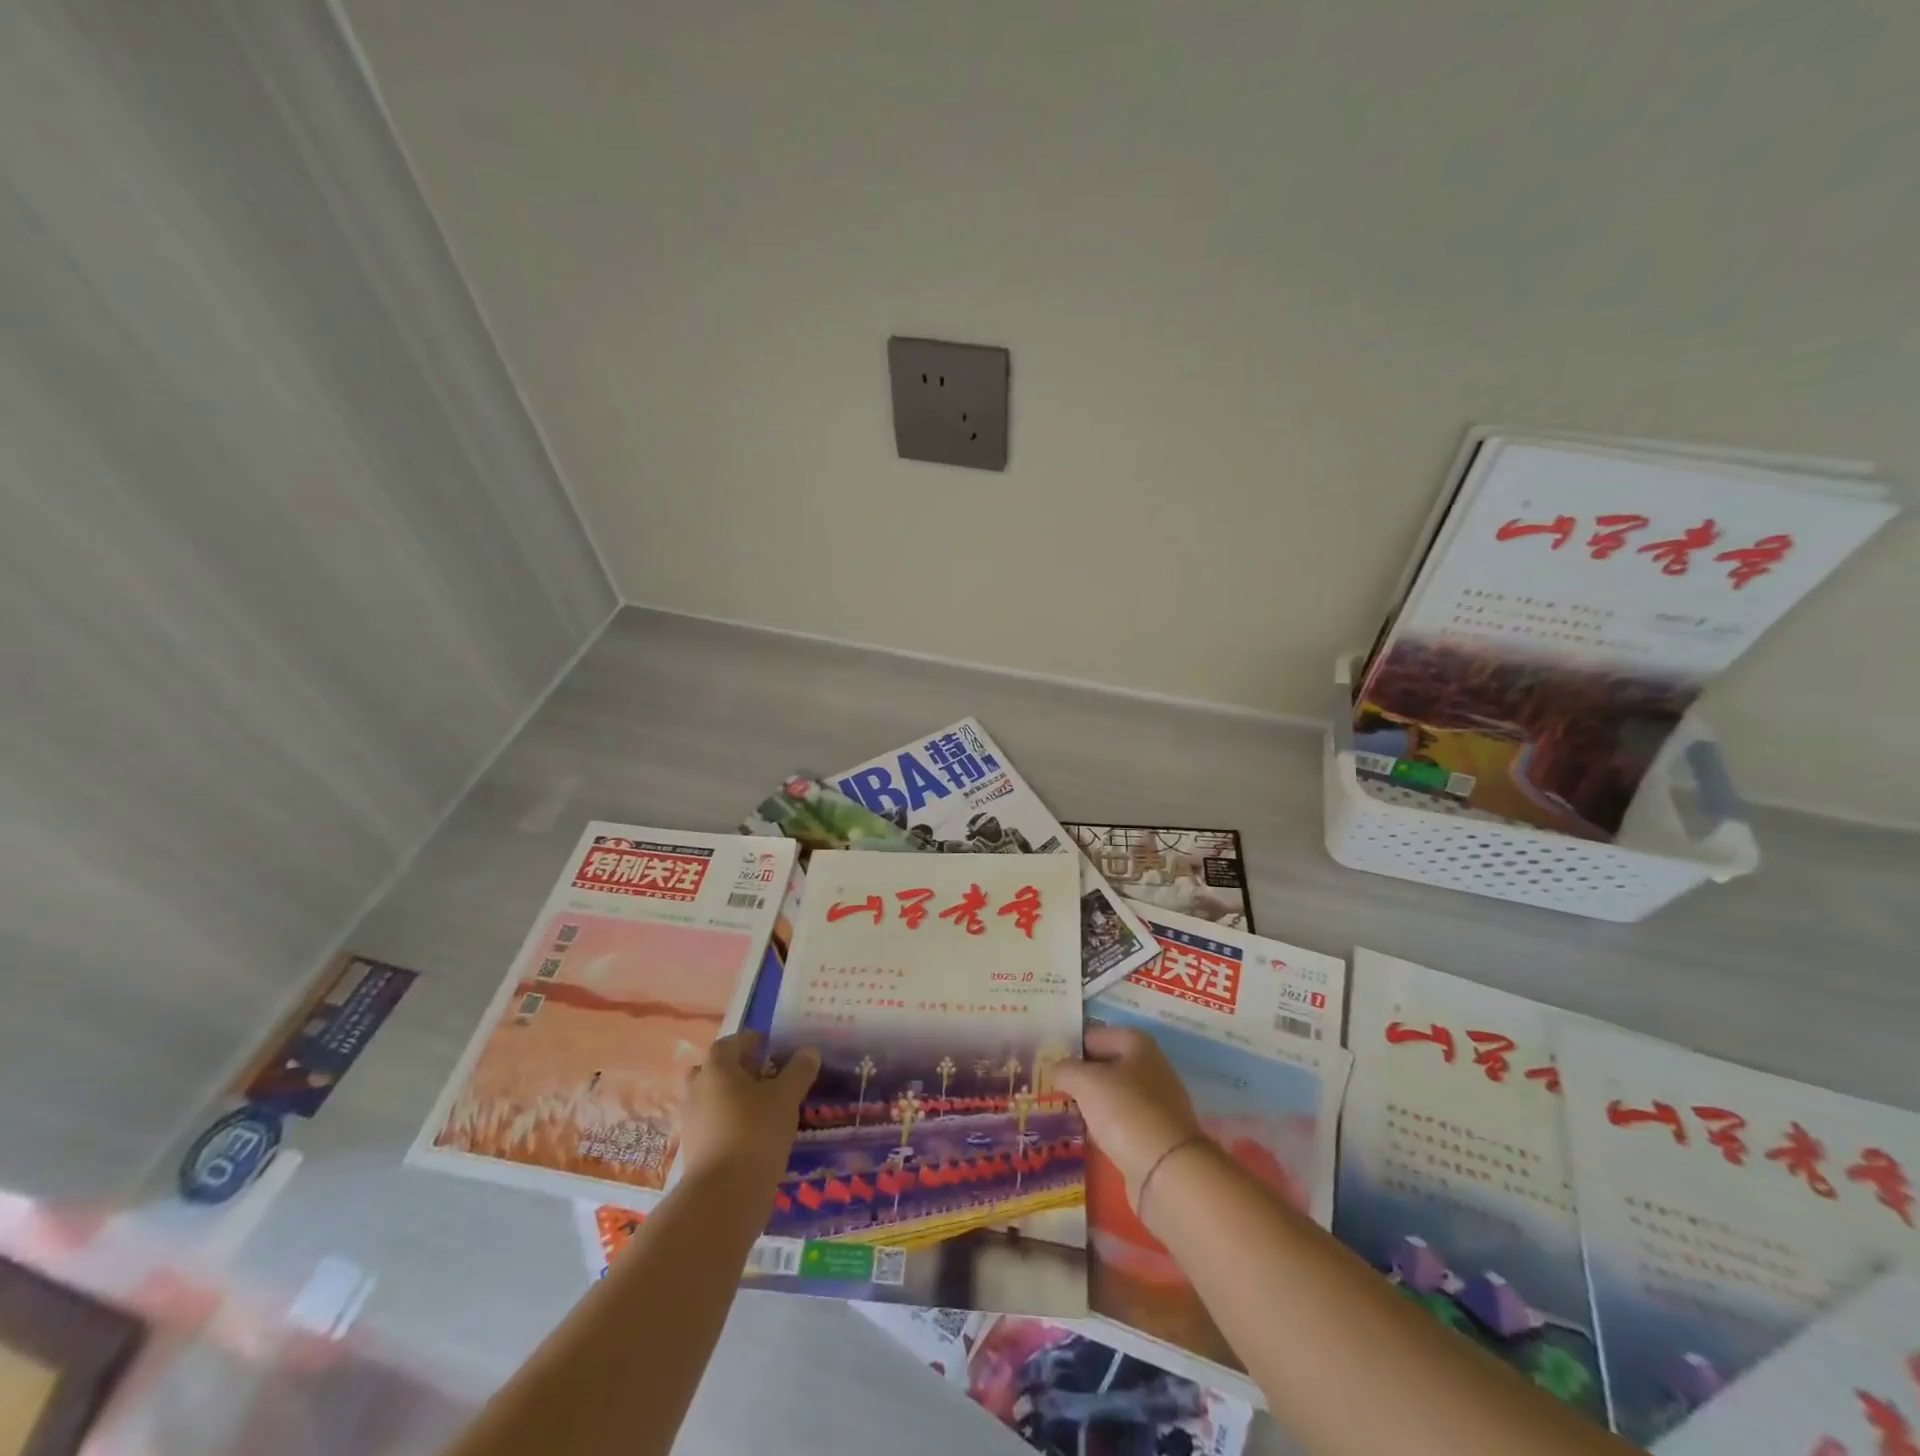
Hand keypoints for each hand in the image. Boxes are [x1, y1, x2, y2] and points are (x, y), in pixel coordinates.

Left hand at [677, 1033, 818, 1200]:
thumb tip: (809, 1051)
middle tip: (761, 1075)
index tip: (768, 1046)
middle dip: (734, 1070)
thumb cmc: (755, 1132)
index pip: (728, 1044)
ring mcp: (691, 1123)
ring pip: (710, 1099)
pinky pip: (711, 1126)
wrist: (723, 1196)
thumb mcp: (786, 1097)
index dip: (748, 1042)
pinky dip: (727, 1124)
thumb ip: (798, 1071)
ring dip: (730, 1098)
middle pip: (712, 1071)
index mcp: (716, 1070)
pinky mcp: (693, 1151)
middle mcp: (697, 1091)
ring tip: (761, 1107)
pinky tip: (751, 1134)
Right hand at [1051, 1026, 1204, 1207]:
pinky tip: (1089, 1136)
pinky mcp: (1158, 1136)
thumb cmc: (1124, 1111)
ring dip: (1095, 1102)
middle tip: (1056, 1085)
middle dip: (1085, 1075)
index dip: (1077, 1044)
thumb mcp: (1085, 1082)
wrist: (1167, 1170)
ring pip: (1118, 1096)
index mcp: (1139, 1045)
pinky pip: (1125, 1123)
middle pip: (1111, 1065)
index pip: (1101, 1035)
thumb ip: (1066, 1070)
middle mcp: (1153, 1069)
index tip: (1053, 1058)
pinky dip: (1107, 1126)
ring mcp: (1159, 1104)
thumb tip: (1056, 1068)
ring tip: (1067, 1110)